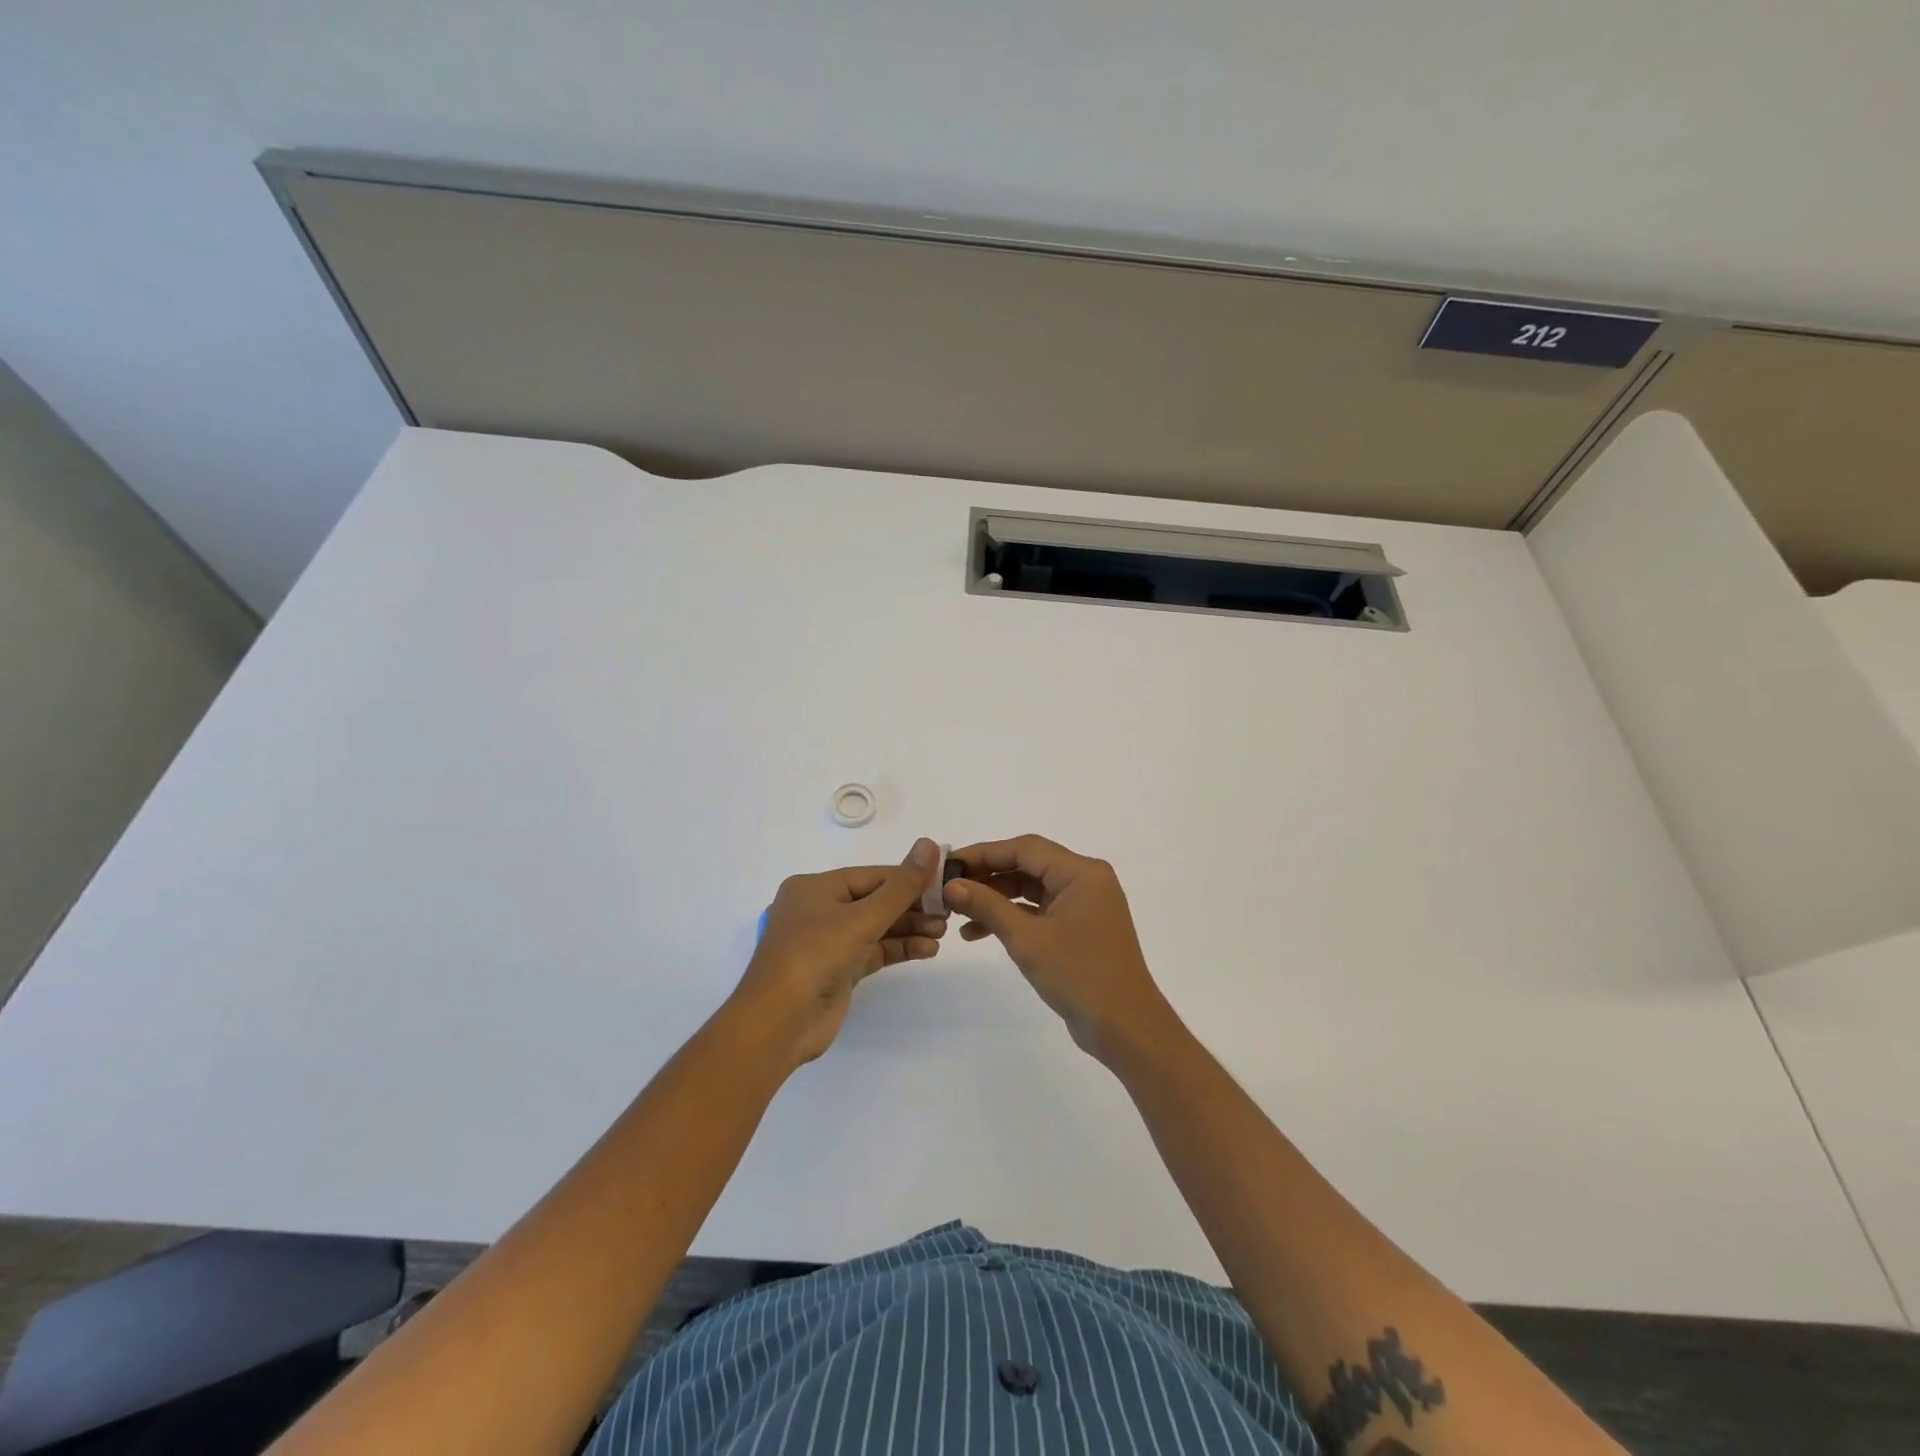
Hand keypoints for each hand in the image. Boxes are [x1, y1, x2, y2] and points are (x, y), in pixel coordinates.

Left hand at [732, 838, 947, 1065]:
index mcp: (814, 888)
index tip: (944, 882)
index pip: (872, 875)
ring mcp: (828, 942)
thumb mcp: (861, 918)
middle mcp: (819, 910)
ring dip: (909, 928)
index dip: (908, 877)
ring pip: (877, 927)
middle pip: (875, 900)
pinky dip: (899, 949)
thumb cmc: (814, 957)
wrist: (779, 1025)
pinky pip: (874, 951)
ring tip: (943, 932)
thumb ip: (901, 886)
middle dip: (912, 906)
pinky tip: (927, 950)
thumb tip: (930, 844)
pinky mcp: (838, 970)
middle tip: (949, 912)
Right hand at [944, 835, 1177, 1063]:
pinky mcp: (1078, 927)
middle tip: (949, 888)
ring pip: (1031, 889)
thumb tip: (951, 885)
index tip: (949, 865)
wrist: (1125, 1027)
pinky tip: (978, 933)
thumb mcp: (1026, 939)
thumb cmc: (1079, 975)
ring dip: (995, 899)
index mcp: (1081, 872)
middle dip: (987, 876)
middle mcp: (1085, 880)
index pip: (1025, 848)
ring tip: (958, 914)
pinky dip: (1012, 918)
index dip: (984, 853)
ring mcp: (1083, 904)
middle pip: (1028, 865)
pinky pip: (1039, 910)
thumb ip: (987, 906)